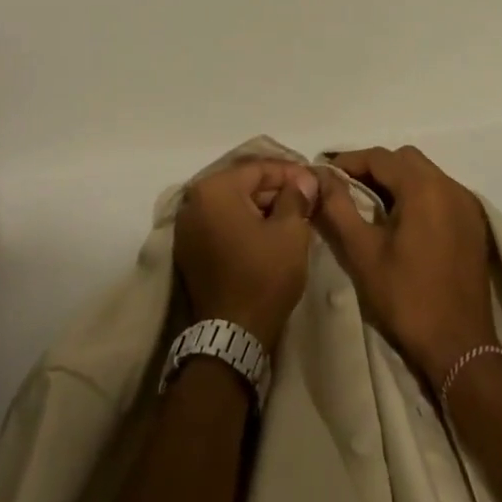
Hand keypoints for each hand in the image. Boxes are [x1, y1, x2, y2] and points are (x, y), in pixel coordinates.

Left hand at [174, 159, 318, 352]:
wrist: (232, 334)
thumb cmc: (263, 275)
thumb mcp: (290, 232)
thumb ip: (296, 197)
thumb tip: (304, 178)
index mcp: (214, 189)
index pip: (258, 168)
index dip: (290, 172)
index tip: (314, 181)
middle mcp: (193, 200)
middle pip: (242, 184)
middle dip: (275, 189)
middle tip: (306, 199)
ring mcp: (187, 226)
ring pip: (232, 204)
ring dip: (261, 206)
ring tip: (293, 215)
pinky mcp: (189, 248)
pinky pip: (221, 223)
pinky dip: (244, 223)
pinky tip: (269, 232)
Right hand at [315, 146, 497, 387]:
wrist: (459, 347)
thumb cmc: (406, 298)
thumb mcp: (362, 251)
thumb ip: (339, 207)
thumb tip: (320, 176)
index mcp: (424, 189)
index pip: (380, 157)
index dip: (348, 162)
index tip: (325, 177)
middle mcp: (450, 187)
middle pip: (405, 159)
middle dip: (373, 168)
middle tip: (347, 190)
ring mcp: (467, 205)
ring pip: (424, 174)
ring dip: (396, 181)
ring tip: (370, 206)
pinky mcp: (474, 224)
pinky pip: (440, 192)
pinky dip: (417, 195)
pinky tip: (401, 222)